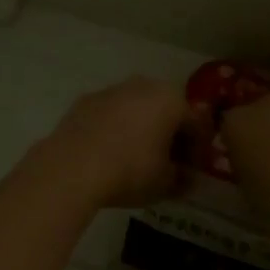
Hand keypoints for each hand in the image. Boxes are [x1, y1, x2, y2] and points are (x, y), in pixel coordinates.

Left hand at [40, 77, 189, 208]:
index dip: (198, 151)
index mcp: (171, 100)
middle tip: (168, 165)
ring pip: (137, 110)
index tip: (192, 173)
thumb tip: (187, 178)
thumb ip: (183, 179)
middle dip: (170, 136)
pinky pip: (110, 115)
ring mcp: (110, 90)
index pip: (196, 125)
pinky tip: (109, 154)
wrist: (71, 168)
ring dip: (142, 130)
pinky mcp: (84, 101)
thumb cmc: (130, 172)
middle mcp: (143, 86)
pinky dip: (116, 130)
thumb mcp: (165, 183)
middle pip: (166, 111)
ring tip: (137, 160)